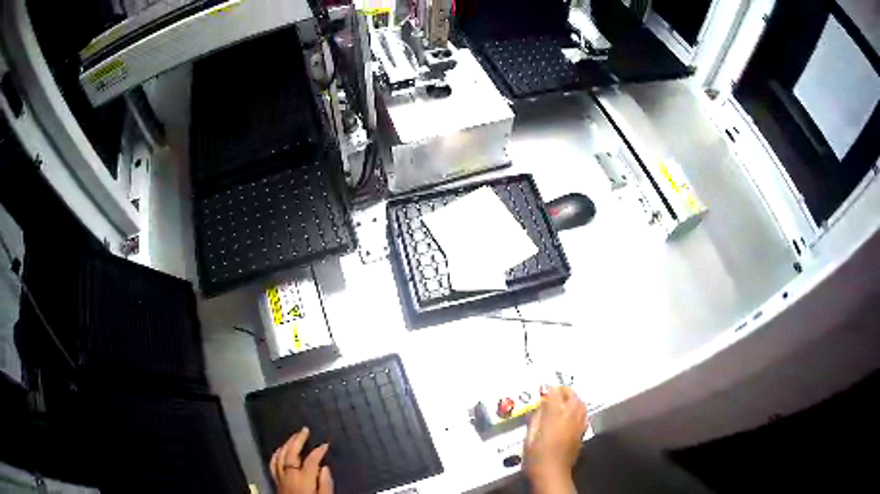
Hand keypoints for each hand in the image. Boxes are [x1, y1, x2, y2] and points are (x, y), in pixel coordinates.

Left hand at [270, 427, 333, 493]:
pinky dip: (276, 454)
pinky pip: (273, 462)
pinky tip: (280, 450)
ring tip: (294, 436)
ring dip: (287, 443)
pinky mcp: (275, 480)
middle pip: (291, 452)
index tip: (325, 445)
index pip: (311, 459)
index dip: (319, 450)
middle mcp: (289, 473)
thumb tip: (325, 468)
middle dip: (298, 439)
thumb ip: (325, 484)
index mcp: (303, 478)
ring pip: (280, 454)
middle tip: (305, 430)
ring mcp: (280, 476)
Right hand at [524, 387, 588, 490]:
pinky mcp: (582, 432)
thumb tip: (541, 406)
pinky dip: (578, 409)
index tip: (543, 390)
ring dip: (572, 398)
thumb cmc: (536, 456)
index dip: (549, 389)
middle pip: (572, 395)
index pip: (555, 393)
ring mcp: (579, 424)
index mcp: (556, 414)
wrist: (552, 472)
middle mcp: (571, 416)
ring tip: (563, 401)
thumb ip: (536, 417)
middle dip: (563, 391)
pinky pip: (583, 414)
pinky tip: (571, 414)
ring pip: (581, 403)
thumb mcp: (529, 435)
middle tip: (553, 393)